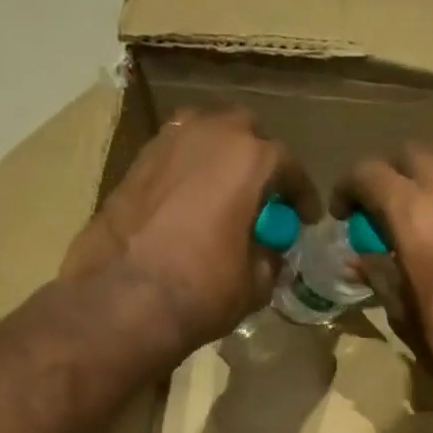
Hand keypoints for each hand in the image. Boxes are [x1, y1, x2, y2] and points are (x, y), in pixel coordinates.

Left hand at [60, 106, 318, 354]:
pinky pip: (174, 157)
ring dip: (220, 159)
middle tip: (263, 198)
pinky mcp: (135, 163)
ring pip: (204, 136)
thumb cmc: (203, 290)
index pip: (287, 164)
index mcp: (248, 159)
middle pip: (244, 133)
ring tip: (224, 194)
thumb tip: (267, 251)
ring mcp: (166, 143)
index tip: (306, 217)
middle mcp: (208, 134)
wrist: (126, 299)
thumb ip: (269, 257)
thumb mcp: (256, 283)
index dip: (301, 194)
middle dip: (259, 160)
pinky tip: (190, 205)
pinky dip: (189, 173)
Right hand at [343, 146, 432, 432]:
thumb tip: (361, 259)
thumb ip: (380, 276)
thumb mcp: (404, 316)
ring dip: (421, 182)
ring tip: (410, 221)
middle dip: (387, 176)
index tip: (342, 214)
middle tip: (376, 213)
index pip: (371, 174)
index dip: (348, 188)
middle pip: (411, 155)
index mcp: (417, 217)